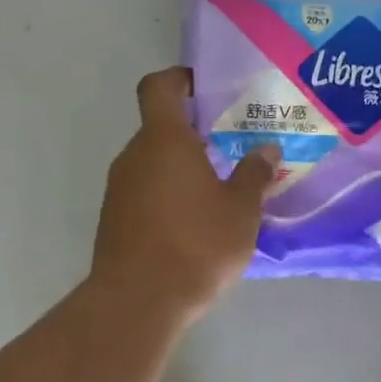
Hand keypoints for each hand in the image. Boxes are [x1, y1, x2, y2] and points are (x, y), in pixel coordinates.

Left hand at [90, 67, 279, 325]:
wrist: (138, 302)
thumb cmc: (196, 244)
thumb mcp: (240, 209)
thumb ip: (254, 174)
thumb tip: (266, 150)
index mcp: (163, 140)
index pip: (159, 87)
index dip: (179, 79)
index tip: (204, 88)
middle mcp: (134, 156)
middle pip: (161, 129)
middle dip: (195, 134)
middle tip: (233, 148)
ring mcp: (118, 189)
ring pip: (154, 164)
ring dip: (183, 169)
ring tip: (221, 191)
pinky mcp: (114, 220)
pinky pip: (145, 193)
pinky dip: (169, 196)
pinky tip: (196, 224)